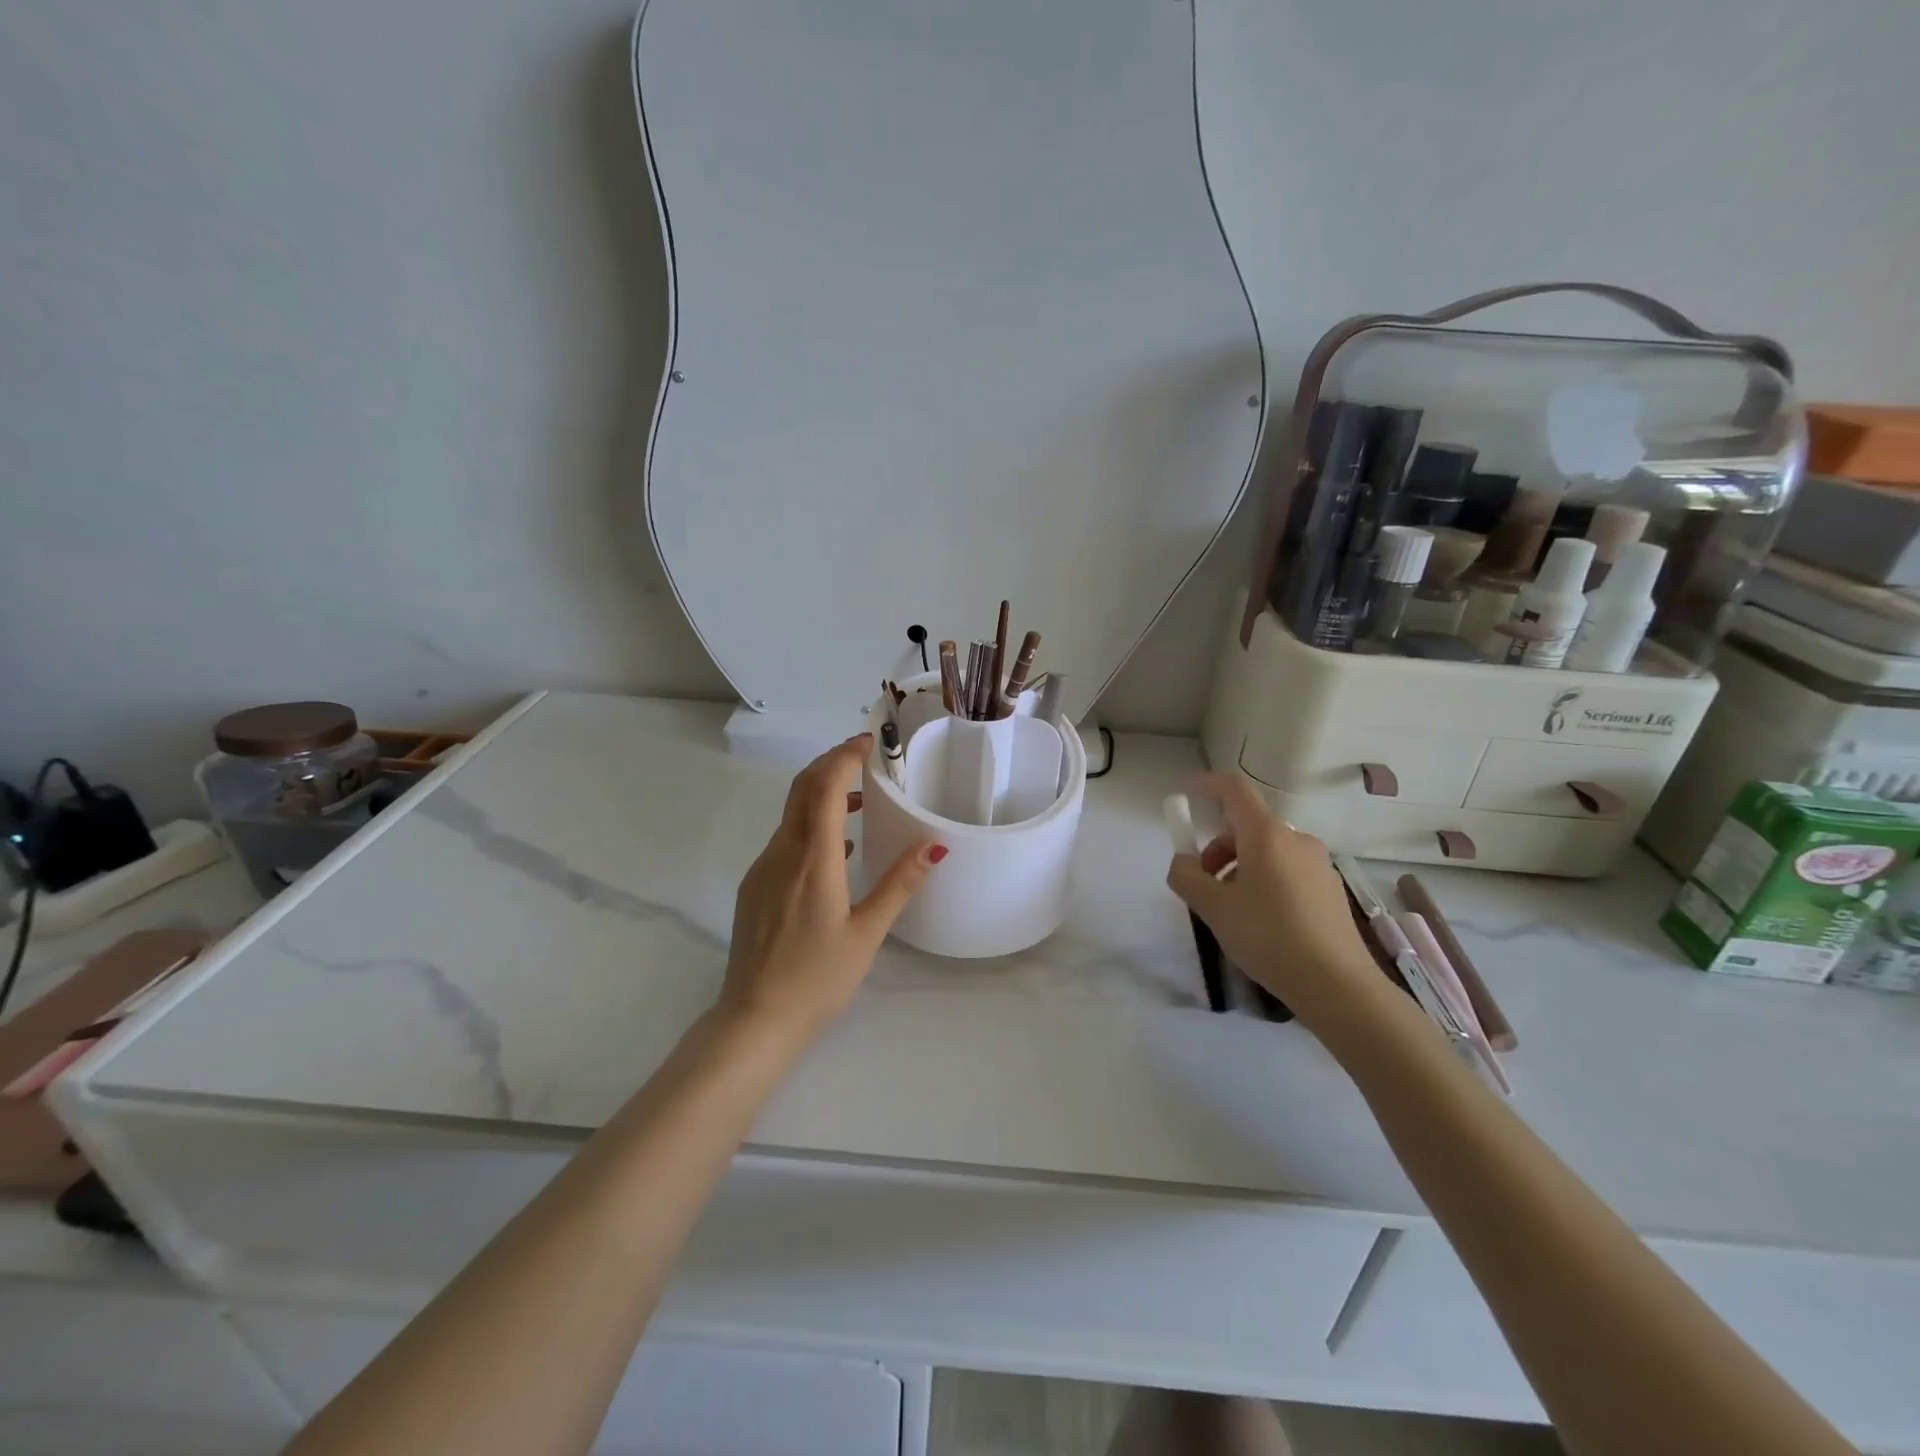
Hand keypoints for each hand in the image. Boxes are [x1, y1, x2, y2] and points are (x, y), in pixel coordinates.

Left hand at [719, 734, 945, 1037]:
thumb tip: (933, 846)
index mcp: (813, 859)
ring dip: (822, 794)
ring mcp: (763, 868)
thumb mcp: (867, 933)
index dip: (845, 757)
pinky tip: (838, 849)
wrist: (754, 1018)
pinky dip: (811, 824)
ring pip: (791, 813)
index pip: (825, 787)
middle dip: (832, 764)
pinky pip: (785, 839)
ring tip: (862, 800)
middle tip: (865, 757)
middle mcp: (782, 853)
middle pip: (802, 789)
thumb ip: (899, 884)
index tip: (869, 743)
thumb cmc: (817, 977)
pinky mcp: (755, 886)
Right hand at [1166, 773, 1383, 1027]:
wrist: (1337, 985)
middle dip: (1218, 848)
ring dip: (1240, 868)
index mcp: (1267, 835)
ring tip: (1231, 909)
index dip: (1208, 785)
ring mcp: (1318, 865)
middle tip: (1203, 883)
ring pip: (1267, 852)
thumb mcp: (1213, 908)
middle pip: (1248, 827)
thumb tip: (1182, 862)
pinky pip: (1287, 871)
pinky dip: (1264, 881)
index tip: (1187, 793)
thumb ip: (1187, 877)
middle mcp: (1296, 840)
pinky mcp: (1330, 890)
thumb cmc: (1268, 937)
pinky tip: (1261, 922)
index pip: (1235, 790)